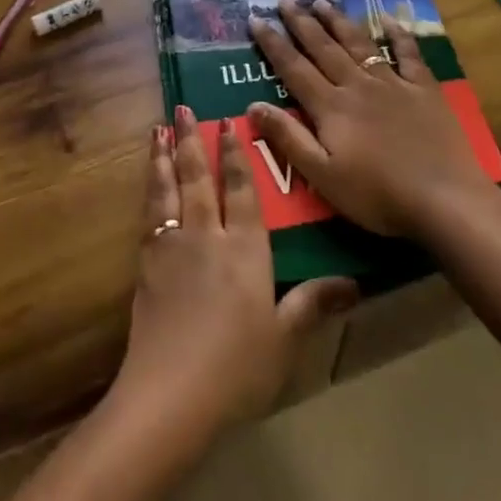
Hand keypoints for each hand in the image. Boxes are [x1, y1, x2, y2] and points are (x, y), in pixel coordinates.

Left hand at [110, 109, 357, 441]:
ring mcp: (172, 246)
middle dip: (190, 140)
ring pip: (167, 188)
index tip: (227, 124)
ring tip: (157, 129)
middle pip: (198, 177)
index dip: (234, 155)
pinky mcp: (146, 263)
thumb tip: (354, 284)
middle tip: (182, 107)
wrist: (171, 392)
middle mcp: (207, 235)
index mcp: (245, 248)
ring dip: (162, 156)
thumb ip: (313, 303)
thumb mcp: (285, 338)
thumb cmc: (237, 367)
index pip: (240, 190)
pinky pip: (149, 213)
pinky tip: (147, 182)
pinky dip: (148, 189)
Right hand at [247, 0, 485, 238]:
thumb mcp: (323, 176)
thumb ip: (288, 139)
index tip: (256, 19)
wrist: (445, 200)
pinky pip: (408, 54)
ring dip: (338, 21)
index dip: (273, 43)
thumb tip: (252, 105)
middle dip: (301, 23)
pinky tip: (388, 18)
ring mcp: (393, 84)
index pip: (294, 68)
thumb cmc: (378, 195)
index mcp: (331, 107)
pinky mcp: (424, 90)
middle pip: (324, 48)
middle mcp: (357, 86)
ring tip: (321, 1)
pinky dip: (398, 34)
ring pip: (359, 44)